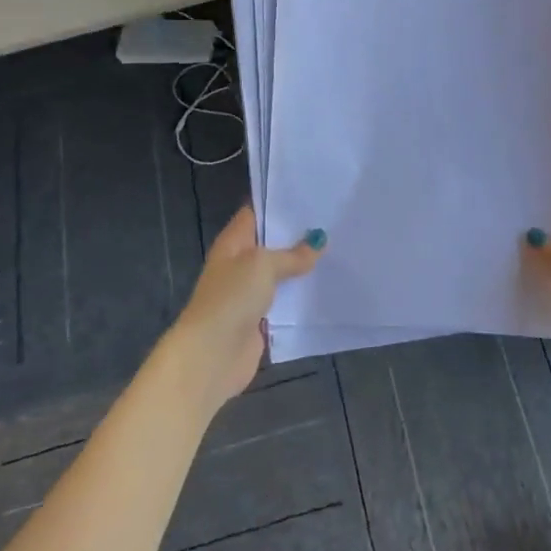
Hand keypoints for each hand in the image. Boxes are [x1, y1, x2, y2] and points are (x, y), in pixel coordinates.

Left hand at [161, 207, 323, 417]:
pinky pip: (285, 301)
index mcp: (233, 242)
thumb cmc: (232, 298)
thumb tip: (318, 242)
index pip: (256, 213)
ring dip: (303, 267)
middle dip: (299, 236)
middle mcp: (240, 263)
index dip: (280, 204)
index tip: (311, 196)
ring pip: (281, 273)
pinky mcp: (260, 318)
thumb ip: (292, 255)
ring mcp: (249, 292)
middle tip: (334, 222)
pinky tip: (327, 286)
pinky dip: (301, 296)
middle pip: (271, 244)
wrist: (212, 354)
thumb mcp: (263, 265)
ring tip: (338, 250)